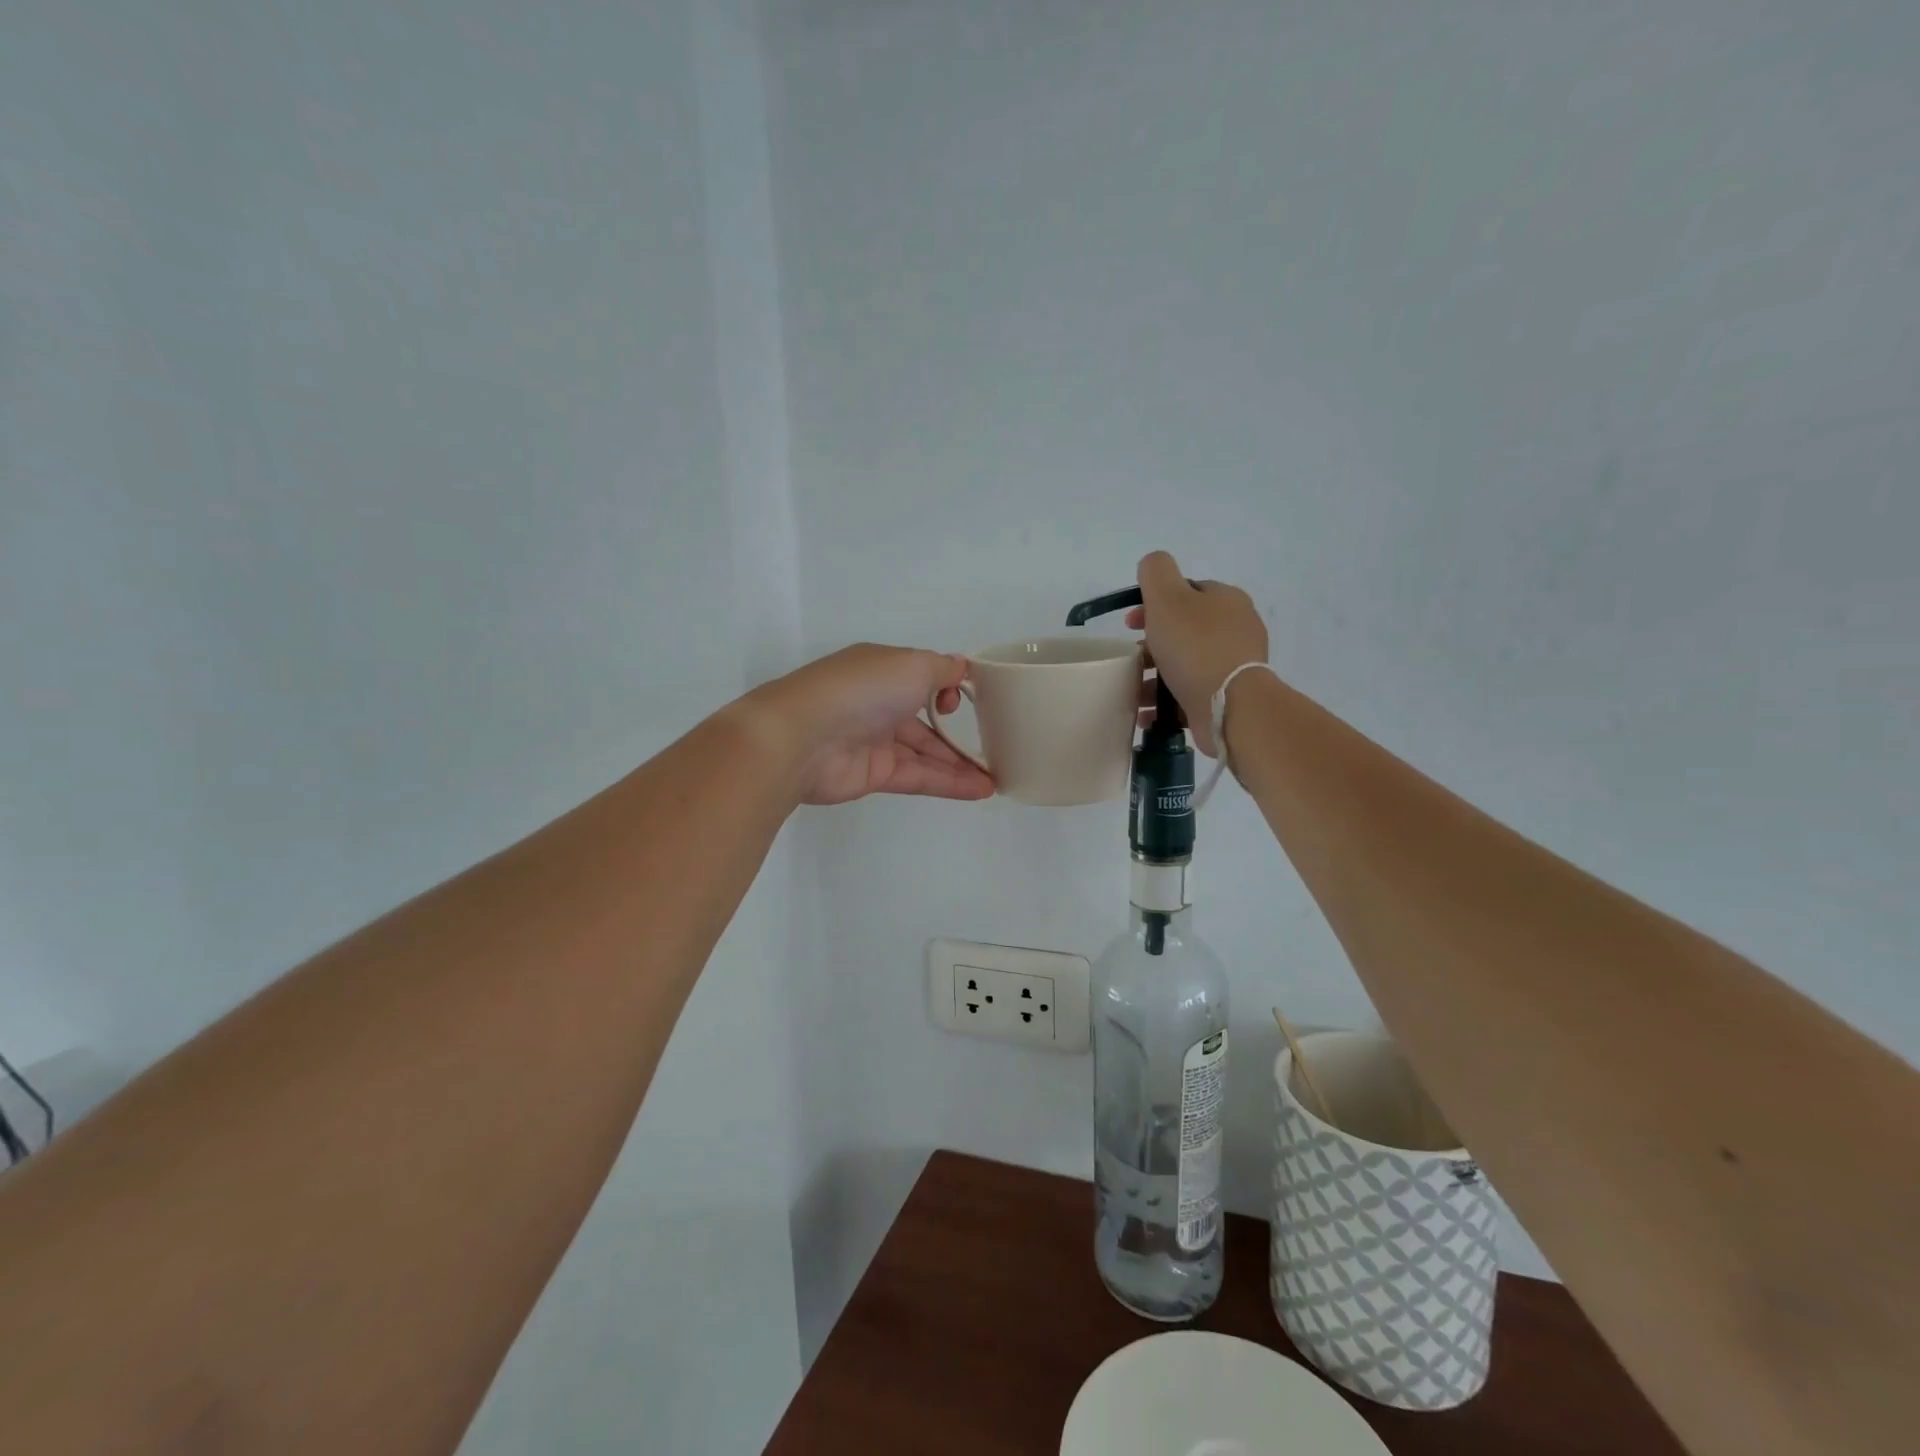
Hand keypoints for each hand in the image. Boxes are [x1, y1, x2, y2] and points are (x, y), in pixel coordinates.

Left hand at [744, 644, 996, 806]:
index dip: (948, 687)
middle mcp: (879, 702)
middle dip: (958, 732)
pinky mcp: (874, 775)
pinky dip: (949, 782)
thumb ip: (941, 668)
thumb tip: (961, 667)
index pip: (922, 676)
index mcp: (883, 668)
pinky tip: (980, 789)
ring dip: (960, 764)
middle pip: (926, 719)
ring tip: (996, 776)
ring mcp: (875, 740)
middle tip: (996, 745)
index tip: (967, 697)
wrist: (802, 738)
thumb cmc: (862, 689)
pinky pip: (919, 776)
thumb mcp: (911, 664)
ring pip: (925, 752)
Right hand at [1125, 551, 1268, 755]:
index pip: (1187, 592)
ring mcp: (1234, 666)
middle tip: (1132, 660)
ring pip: (1185, 665)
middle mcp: (1236, 629)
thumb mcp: (1167, 597)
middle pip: (1184, 631)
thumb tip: (1152, 566)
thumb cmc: (1195, 647)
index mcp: (1226, 600)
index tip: (1130, 625)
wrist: (1230, 705)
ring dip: (1154, 678)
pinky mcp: (1229, 697)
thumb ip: (1156, 572)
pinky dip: (1167, 702)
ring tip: (1133, 693)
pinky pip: (1190, 694)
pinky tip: (1147, 714)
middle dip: (1152, 645)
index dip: (1154, 604)